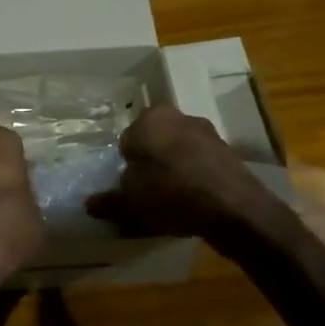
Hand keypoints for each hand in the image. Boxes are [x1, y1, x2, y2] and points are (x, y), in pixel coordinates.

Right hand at [86, 106, 286, 242]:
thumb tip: (90, 203)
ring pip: (179, 154)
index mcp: (150, 119)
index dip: (126, 165)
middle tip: (146, 194)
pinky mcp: (229, 153)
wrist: (233, 208)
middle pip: (155, 143)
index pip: (127, 140)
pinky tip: (193, 204)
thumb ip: (108, 201)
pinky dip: (194, 180)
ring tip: (170, 203)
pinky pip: (200, 166)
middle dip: (150, 164)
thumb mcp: (129, 203)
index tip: (127, 187)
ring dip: (174, 172)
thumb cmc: (170, 194)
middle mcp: (179, 117)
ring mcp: (208, 133)